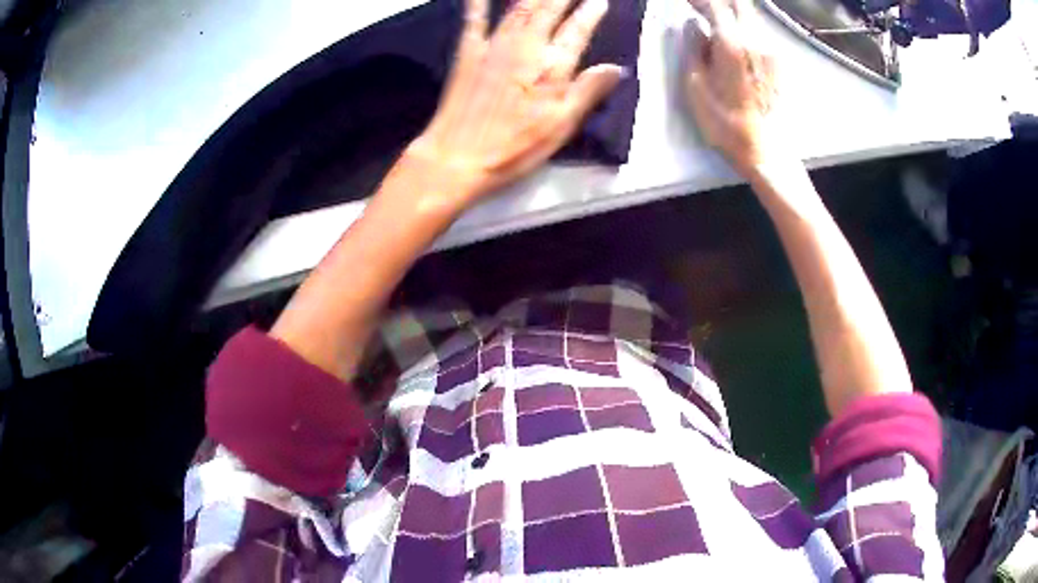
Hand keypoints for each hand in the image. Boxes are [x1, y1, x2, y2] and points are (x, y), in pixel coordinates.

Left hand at [407, 0, 624, 205]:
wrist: (457, 157)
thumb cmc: (513, 148)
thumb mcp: (560, 126)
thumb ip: (589, 92)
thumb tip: (617, 68)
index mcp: (551, 67)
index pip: (577, 31)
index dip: (590, 13)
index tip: (600, 1)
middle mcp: (525, 47)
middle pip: (549, 10)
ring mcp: (494, 46)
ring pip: (519, 7)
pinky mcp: (468, 51)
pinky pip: (475, 18)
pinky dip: (478, 2)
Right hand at [684, 0, 780, 175]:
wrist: (767, 151)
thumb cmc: (726, 125)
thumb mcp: (696, 87)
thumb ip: (694, 48)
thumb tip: (694, 26)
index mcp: (733, 43)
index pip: (715, 4)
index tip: (685, 1)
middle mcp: (756, 40)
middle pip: (739, 3)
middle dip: (717, 1)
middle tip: (700, 7)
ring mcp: (770, 50)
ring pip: (750, 15)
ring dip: (730, 11)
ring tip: (711, 19)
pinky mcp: (777, 62)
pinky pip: (757, 30)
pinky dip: (741, 24)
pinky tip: (729, 36)